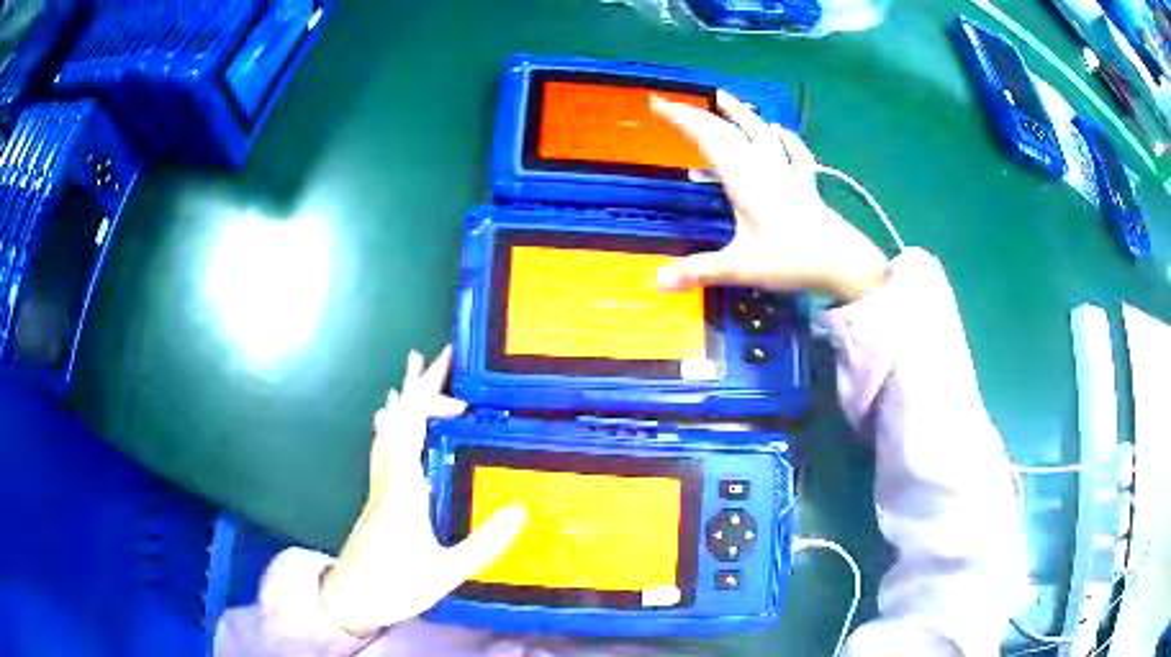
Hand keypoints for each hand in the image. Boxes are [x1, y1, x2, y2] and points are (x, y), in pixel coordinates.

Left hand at [319, 347, 525, 636]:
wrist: (351, 598)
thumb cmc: (396, 584)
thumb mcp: (447, 571)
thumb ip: (485, 543)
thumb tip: (520, 511)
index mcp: (404, 486)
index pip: (414, 424)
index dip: (429, 389)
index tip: (447, 360)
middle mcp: (388, 477)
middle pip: (400, 419)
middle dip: (419, 386)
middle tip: (440, 359)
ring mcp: (379, 486)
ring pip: (389, 431)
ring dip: (403, 402)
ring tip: (411, 379)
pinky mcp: (377, 497)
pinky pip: (384, 448)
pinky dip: (391, 427)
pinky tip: (391, 427)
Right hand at [652, 91, 889, 302]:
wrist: (842, 263)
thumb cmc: (791, 261)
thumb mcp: (740, 268)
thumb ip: (699, 271)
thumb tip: (656, 282)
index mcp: (744, 182)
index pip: (707, 140)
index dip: (682, 119)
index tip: (658, 104)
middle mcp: (763, 169)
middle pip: (728, 133)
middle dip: (698, 115)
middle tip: (674, 102)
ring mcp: (787, 174)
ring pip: (760, 134)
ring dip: (740, 113)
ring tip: (723, 96)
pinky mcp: (806, 185)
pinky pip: (795, 154)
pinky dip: (785, 139)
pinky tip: (780, 131)